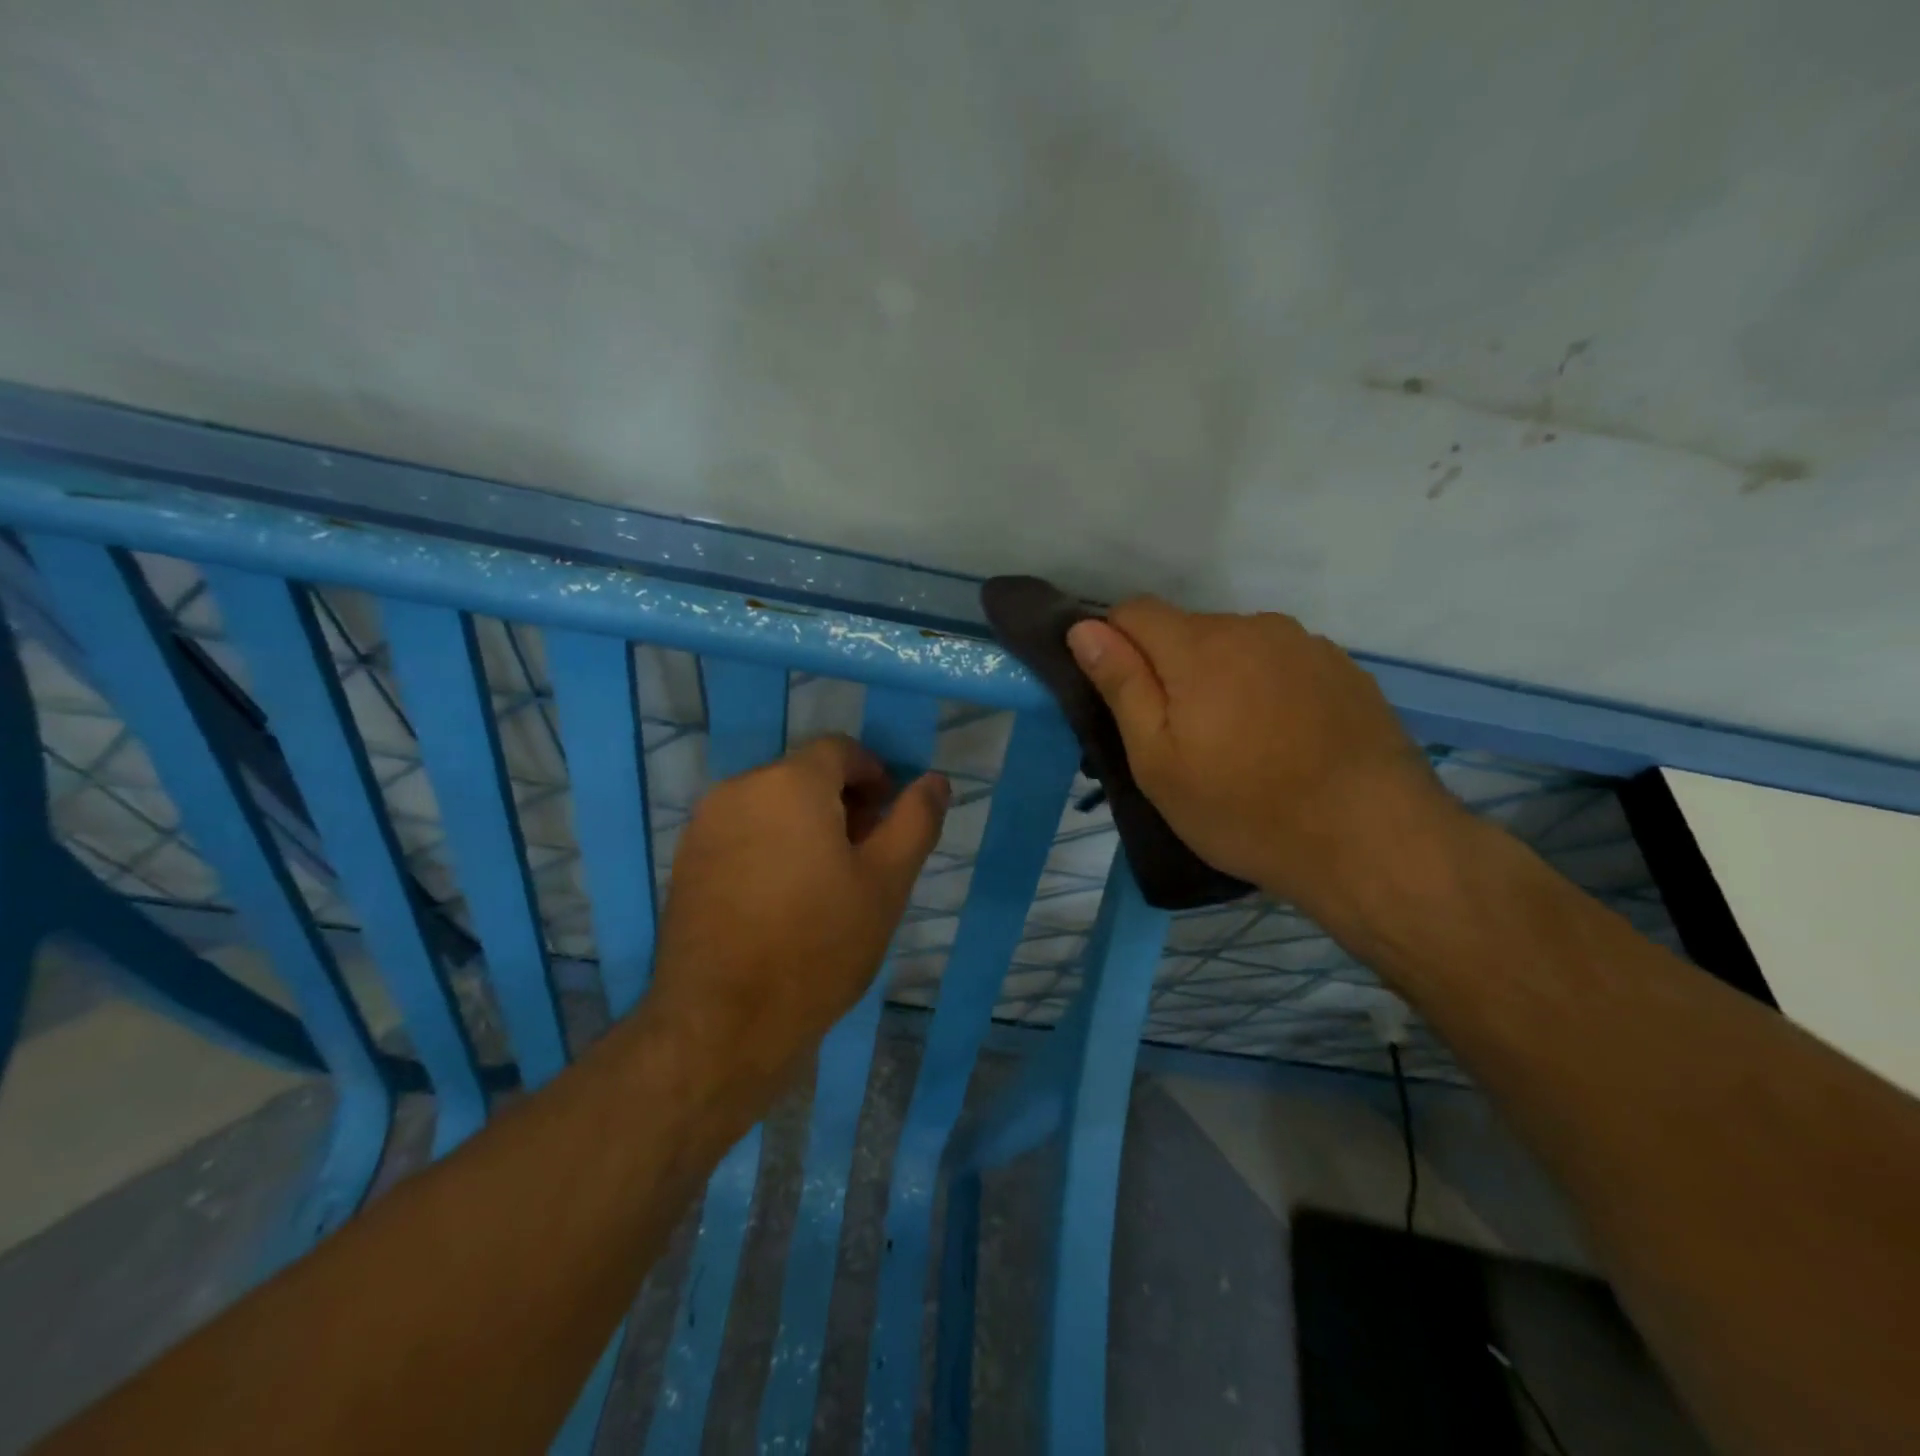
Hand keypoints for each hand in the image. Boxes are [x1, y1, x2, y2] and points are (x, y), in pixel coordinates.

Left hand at [644, 735, 948, 1099]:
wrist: (723, 1024)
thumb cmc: (819, 945)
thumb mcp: (887, 882)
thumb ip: (915, 820)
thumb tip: (934, 780)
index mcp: (789, 783)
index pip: (839, 750)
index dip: (874, 774)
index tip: (890, 816)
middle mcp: (738, 790)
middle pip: (803, 775)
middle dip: (842, 801)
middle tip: (867, 853)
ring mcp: (704, 827)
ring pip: (770, 804)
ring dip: (807, 823)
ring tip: (829, 880)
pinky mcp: (686, 863)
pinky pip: (742, 832)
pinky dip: (772, 844)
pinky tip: (786, 897)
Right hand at [1066, 599, 1459, 917]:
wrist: (1372, 841)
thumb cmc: (1245, 810)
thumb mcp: (1159, 761)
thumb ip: (1122, 686)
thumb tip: (1084, 628)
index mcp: (1200, 646)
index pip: (1134, 611)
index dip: (1115, 645)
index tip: (1125, 699)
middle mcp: (1254, 627)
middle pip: (1187, 629)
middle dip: (1170, 668)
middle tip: (1181, 738)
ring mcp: (1306, 645)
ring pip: (1237, 645)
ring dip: (1221, 677)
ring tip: (1237, 743)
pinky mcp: (1344, 669)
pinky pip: (1281, 663)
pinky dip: (1266, 688)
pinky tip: (1284, 740)